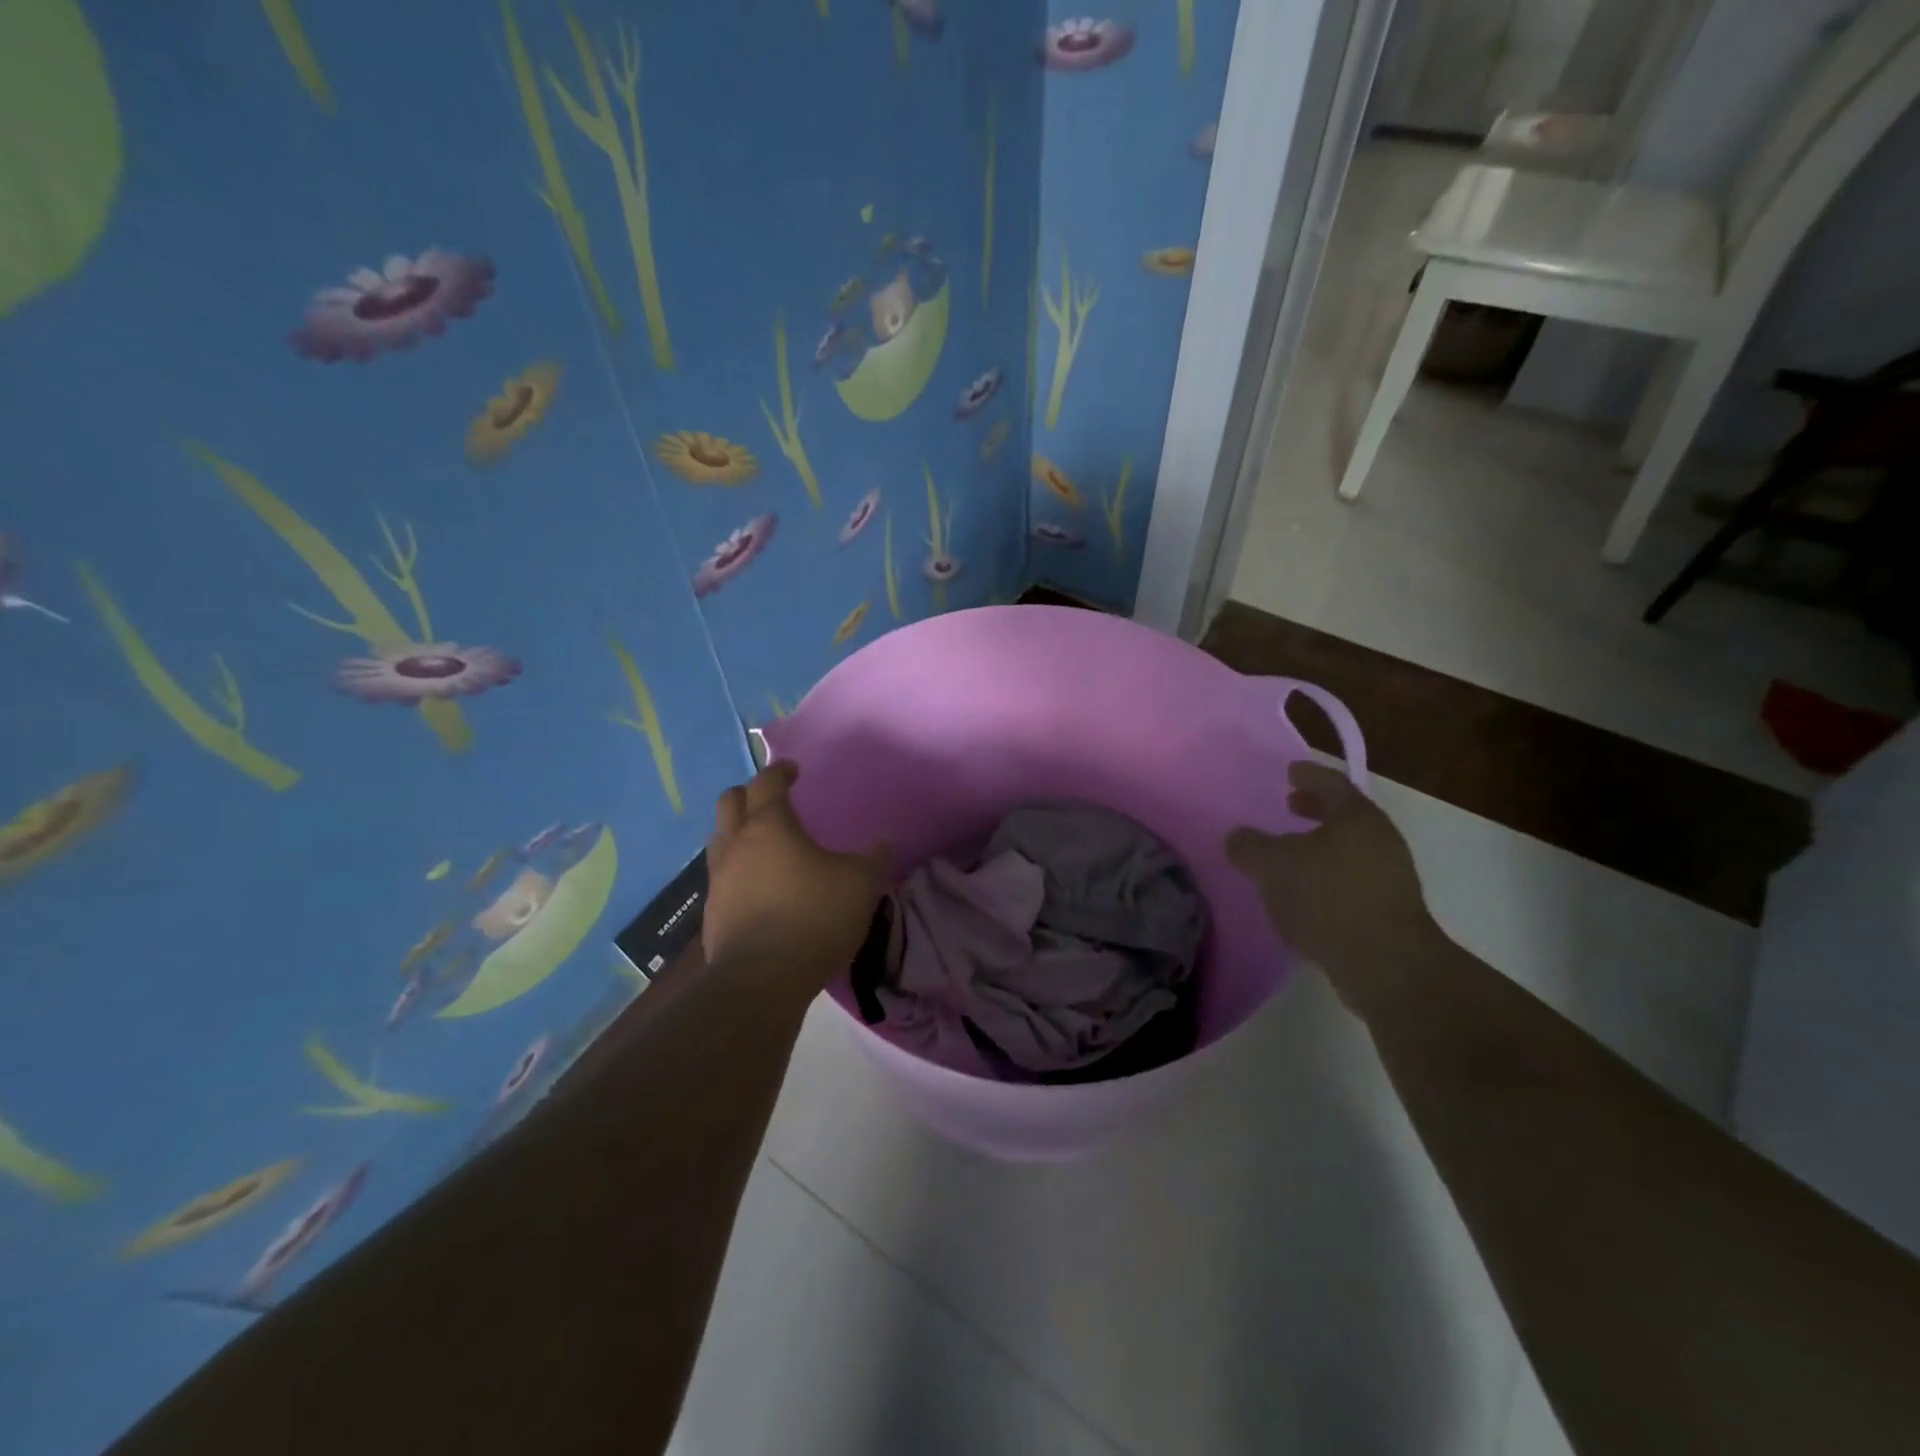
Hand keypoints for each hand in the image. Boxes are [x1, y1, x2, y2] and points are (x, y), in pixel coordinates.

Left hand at [702, 762, 889, 998]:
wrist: (762, 980)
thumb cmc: (814, 917)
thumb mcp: (860, 884)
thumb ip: (875, 858)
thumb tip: (886, 841)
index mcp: (770, 826)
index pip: (768, 783)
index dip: (780, 771)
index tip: (793, 769)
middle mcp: (736, 844)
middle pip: (730, 802)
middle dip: (749, 793)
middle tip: (771, 798)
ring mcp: (718, 879)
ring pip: (719, 838)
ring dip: (736, 830)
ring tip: (761, 841)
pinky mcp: (712, 912)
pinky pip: (720, 875)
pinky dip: (736, 868)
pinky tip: (756, 886)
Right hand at [1226, 762, 1439, 1014]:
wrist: (1386, 964)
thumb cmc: (1327, 898)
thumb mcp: (1273, 866)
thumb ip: (1250, 846)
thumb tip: (1237, 838)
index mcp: (1356, 817)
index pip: (1330, 783)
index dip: (1308, 775)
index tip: (1289, 771)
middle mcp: (1379, 839)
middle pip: (1344, 814)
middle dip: (1315, 809)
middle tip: (1289, 805)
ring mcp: (1390, 875)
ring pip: (1349, 847)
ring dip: (1320, 844)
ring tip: (1291, 853)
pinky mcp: (1389, 909)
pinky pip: (1352, 877)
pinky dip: (1328, 873)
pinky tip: (1305, 891)